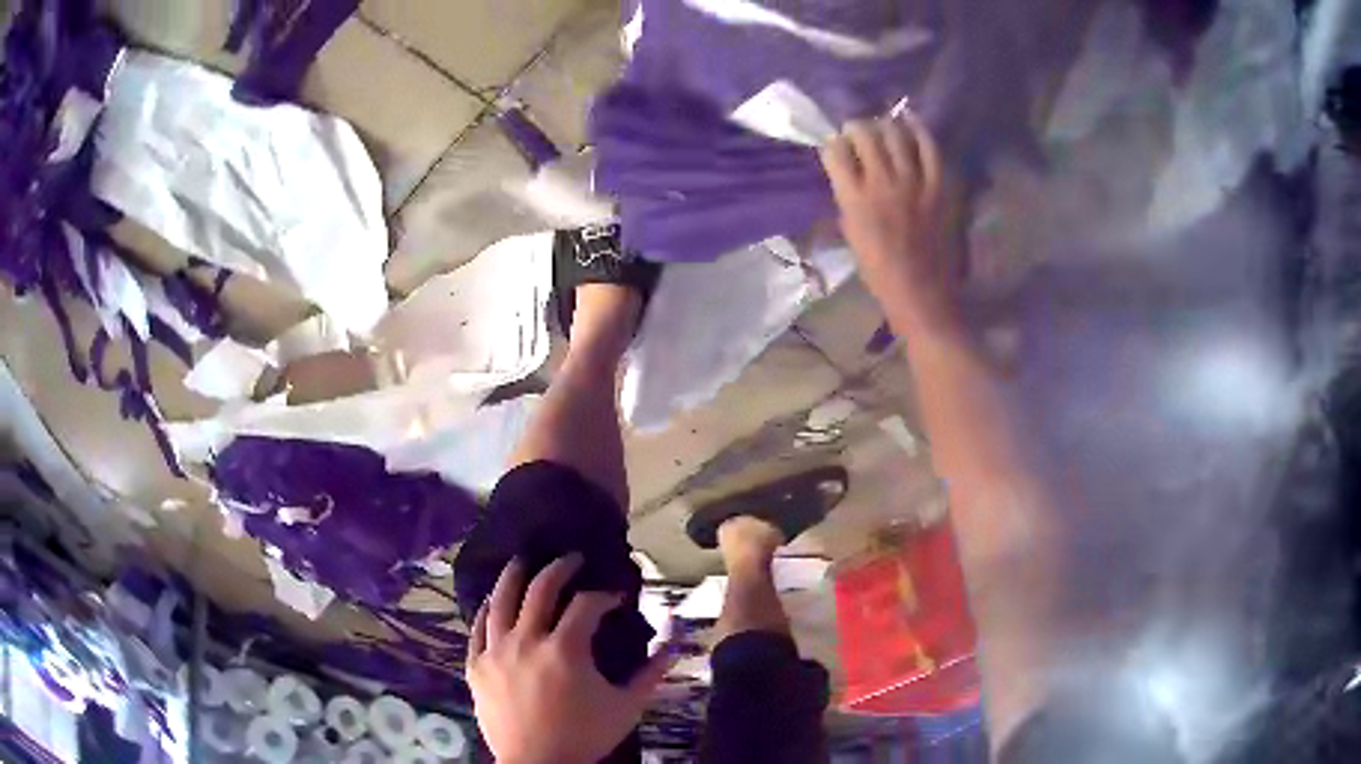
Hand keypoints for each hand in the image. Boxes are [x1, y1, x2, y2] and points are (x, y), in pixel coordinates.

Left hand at [467, 554, 674, 763]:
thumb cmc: (583, 736)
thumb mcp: (625, 707)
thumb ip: (650, 674)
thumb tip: (673, 646)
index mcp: (565, 649)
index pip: (586, 605)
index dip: (604, 596)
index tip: (616, 598)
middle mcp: (526, 640)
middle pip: (539, 589)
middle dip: (559, 569)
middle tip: (570, 559)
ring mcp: (495, 652)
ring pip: (500, 601)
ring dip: (513, 577)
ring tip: (522, 562)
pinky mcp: (476, 667)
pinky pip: (477, 630)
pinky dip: (485, 612)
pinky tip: (492, 604)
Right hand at [821, 117, 962, 333]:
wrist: (921, 292)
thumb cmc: (879, 271)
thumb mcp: (851, 233)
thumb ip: (848, 198)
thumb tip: (848, 174)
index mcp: (854, 198)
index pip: (835, 152)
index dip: (832, 144)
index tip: (834, 146)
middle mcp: (882, 183)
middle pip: (865, 136)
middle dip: (855, 128)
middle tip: (856, 132)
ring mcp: (913, 183)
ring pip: (895, 136)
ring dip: (884, 126)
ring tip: (881, 126)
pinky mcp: (938, 187)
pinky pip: (929, 149)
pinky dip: (919, 131)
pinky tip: (910, 120)